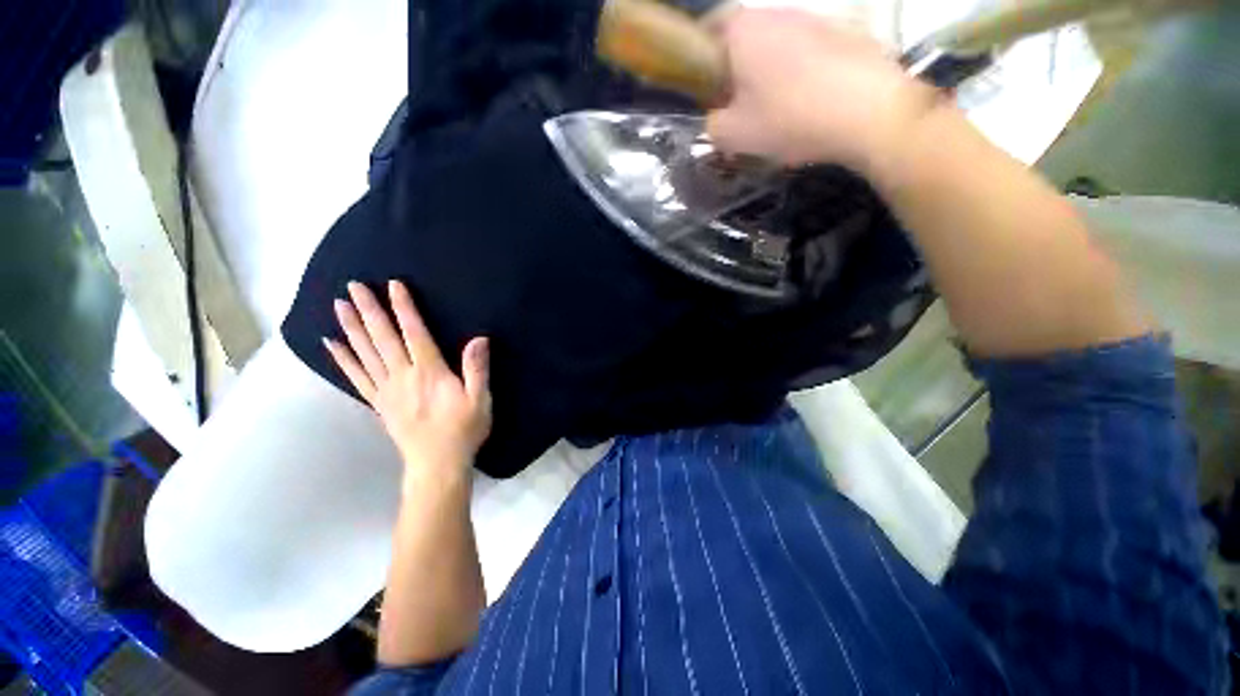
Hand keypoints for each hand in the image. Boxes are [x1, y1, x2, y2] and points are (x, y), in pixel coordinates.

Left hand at [324, 281, 490, 481]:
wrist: (437, 464)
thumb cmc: (463, 430)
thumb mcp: (480, 400)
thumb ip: (477, 369)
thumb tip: (479, 338)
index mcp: (430, 372)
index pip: (414, 333)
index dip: (404, 308)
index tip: (393, 285)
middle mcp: (403, 376)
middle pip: (383, 338)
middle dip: (369, 310)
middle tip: (353, 286)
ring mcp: (387, 390)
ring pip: (365, 353)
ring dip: (351, 328)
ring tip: (338, 305)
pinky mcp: (379, 403)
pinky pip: (357, 377)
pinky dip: (343, 359)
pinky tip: (332, 344)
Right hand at [707, 9, 939, 176]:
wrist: (869, 112)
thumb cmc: (789, 118)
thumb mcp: (734, 135)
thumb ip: (712, 126)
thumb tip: (715, 118)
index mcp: (743, 30)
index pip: (706, 30)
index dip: (698, 61)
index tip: (702, 91)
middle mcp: (777, 13)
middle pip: (742, 40)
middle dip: (733, 73)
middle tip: (734, 109)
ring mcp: (813, 20)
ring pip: (775, 48)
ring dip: (765, 76)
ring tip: (772, 114)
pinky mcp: (842, 35)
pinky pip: (805, 55)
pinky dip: (796, 77)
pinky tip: (804, 108)